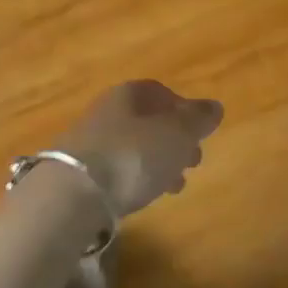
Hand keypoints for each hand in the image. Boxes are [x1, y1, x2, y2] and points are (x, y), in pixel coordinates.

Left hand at [60, 80, 223, 219]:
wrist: (73, 193)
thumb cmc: (133, 155)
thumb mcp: (176, 135)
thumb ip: (197, 120)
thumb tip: (214, 106)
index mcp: (129, 94)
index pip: (159, 92)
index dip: (182, 109)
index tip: (199, 131)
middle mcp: (106, 111)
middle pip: (145, 120)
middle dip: (172, 139)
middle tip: (194, 161)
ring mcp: (89, 141)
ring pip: (132, 146)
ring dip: (156, 162)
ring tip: (175, 185)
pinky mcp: (78, 172)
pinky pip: (116, 169)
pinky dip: (135, 178)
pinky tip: (145, 195)